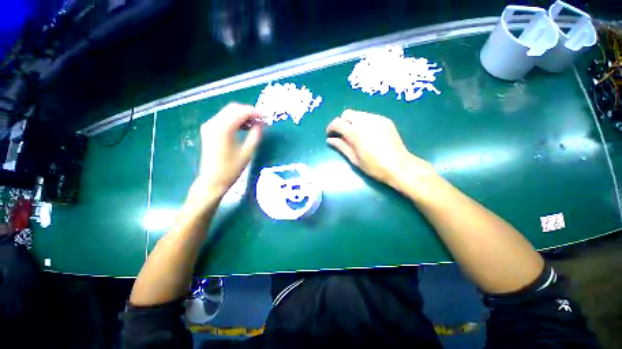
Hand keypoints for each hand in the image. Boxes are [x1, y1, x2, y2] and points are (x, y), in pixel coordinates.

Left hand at [193, 103, 263, 198]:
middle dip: (248, 112)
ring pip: (228, 112)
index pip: (240, 112)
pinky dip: (235, 120)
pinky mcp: (209, 130)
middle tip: (261, 121)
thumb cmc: (231, 169)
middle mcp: (213, 123)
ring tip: (255, 124)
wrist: (212, 181)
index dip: (254, 112)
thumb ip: (255, 136)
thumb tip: (261, 124)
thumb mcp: (247, 153)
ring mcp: (209, 126)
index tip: (265, 117)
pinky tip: (244, 127)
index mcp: (223, 129)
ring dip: (242, 115)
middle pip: (233, 108)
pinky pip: (224, 119)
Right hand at [326, 109, 435, 188]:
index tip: (330, 135)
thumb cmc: (374, 167)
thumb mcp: (354, 159)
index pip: (337, 123)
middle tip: (343, 135)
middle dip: (342, 122)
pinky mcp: (385, 120)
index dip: (330, 128)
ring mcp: (377, 119)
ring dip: (352, 122)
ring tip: (356, 135)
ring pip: (358, 114)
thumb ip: (341, 146)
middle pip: (347, 113)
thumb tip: (330, 140)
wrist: (399, 166)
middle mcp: (365, 121)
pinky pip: (369, 117)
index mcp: (355, 133)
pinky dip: (363, 123)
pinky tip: (367, 134)